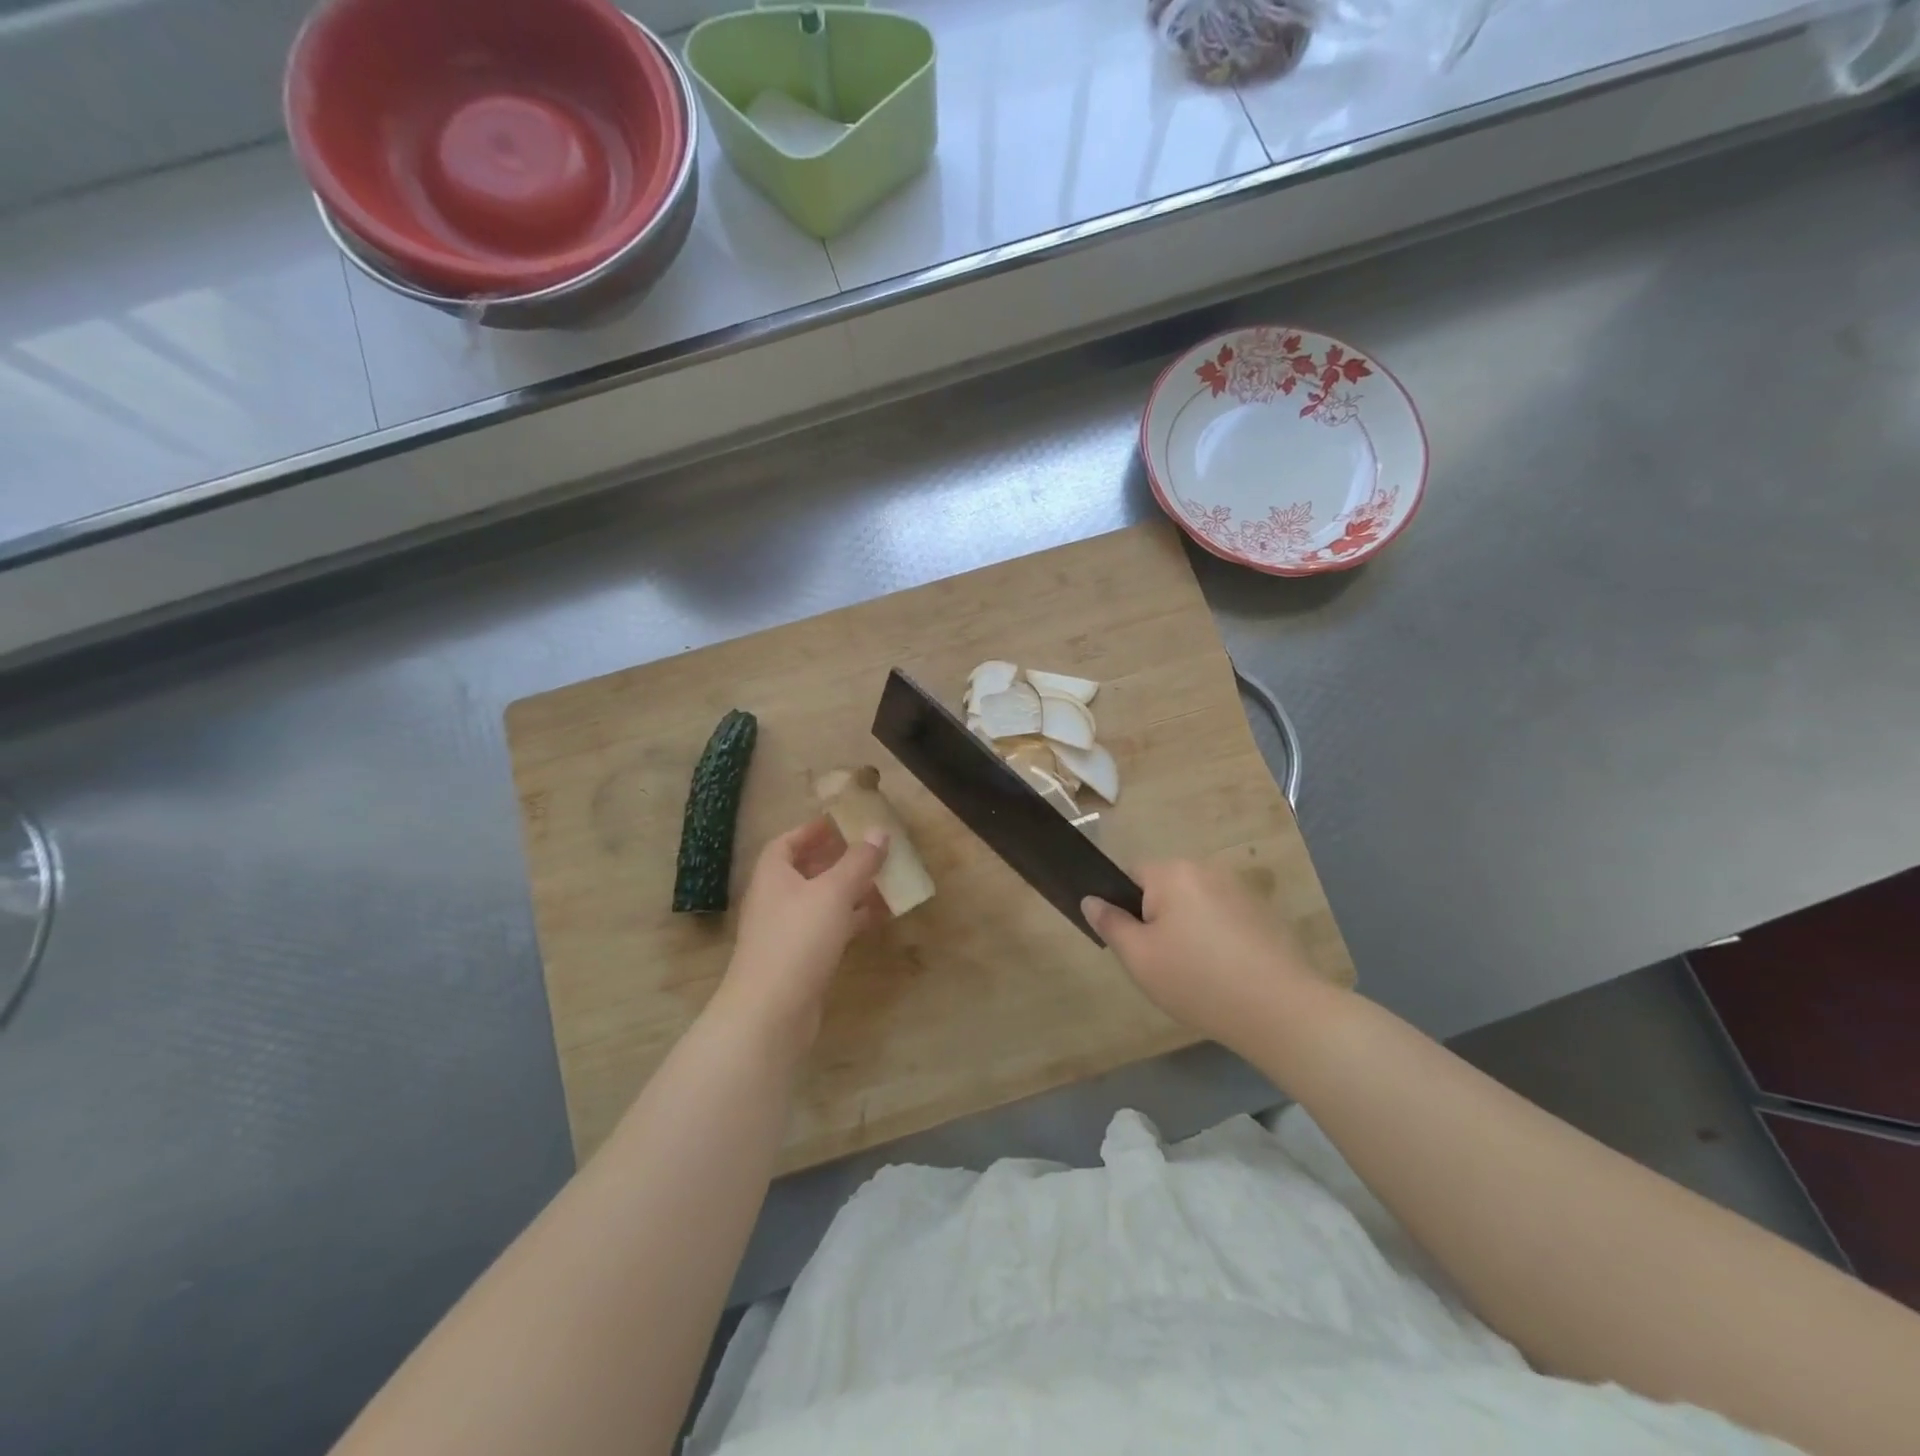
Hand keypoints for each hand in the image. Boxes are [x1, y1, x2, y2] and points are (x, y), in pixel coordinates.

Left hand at [709, 817, 887, 1054]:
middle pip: (806, 870)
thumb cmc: (797, 939)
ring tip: (884, 879)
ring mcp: (786, 931)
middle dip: (837, 858)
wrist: (771, 1013)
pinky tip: (879, 917)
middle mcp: (775, 899)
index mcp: (773, 874)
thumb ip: (858, 861)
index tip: (842, 822)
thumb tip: (880, 831)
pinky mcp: (800, 959)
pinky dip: (851, 918)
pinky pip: (829, 927)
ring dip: (850, 889)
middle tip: (870, 849)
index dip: (813, 830)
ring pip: (821, 900)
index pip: (788, 842)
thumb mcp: (833, 892)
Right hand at [1083, 860, 1325, 1054]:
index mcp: (1173, 872)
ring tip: (1195, 974)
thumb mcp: (1139, 957)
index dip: (1123, 907)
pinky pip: (1224, 919)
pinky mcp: (1265, 914)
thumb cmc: (1197, 979)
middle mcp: (1207, 870)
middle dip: (1158, 919)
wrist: (1280, 1011)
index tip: (1133, 944)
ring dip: (1188, 929)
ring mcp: (1241, 891)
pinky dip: (1217, 939)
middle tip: (1159, 964)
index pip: (1131, 874)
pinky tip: (1225, 974)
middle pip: (1165, 889)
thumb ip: (1110, 923)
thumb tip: (1091, 899)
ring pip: (1195, 905)